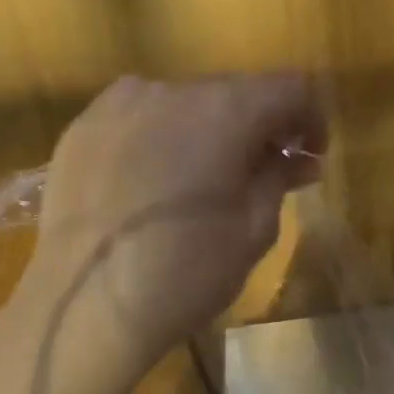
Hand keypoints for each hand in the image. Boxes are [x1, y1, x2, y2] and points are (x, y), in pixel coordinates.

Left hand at [13, 73, 325, 372]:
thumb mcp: (254, 229)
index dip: (311, 117)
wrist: (84, 306)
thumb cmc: (187, 272)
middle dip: (261, 124)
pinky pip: (140, 118)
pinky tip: (157, 181)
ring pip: (185, 103)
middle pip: (236, 91)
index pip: (290, 88)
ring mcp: (119, 104)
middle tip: (268, 169)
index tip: (311, 154)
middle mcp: (172, 90)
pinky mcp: (82, 127)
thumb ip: (279, 178)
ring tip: (207, 177)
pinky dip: (163, 137)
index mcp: (226, 110)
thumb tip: (297, 158)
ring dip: (210, 130)